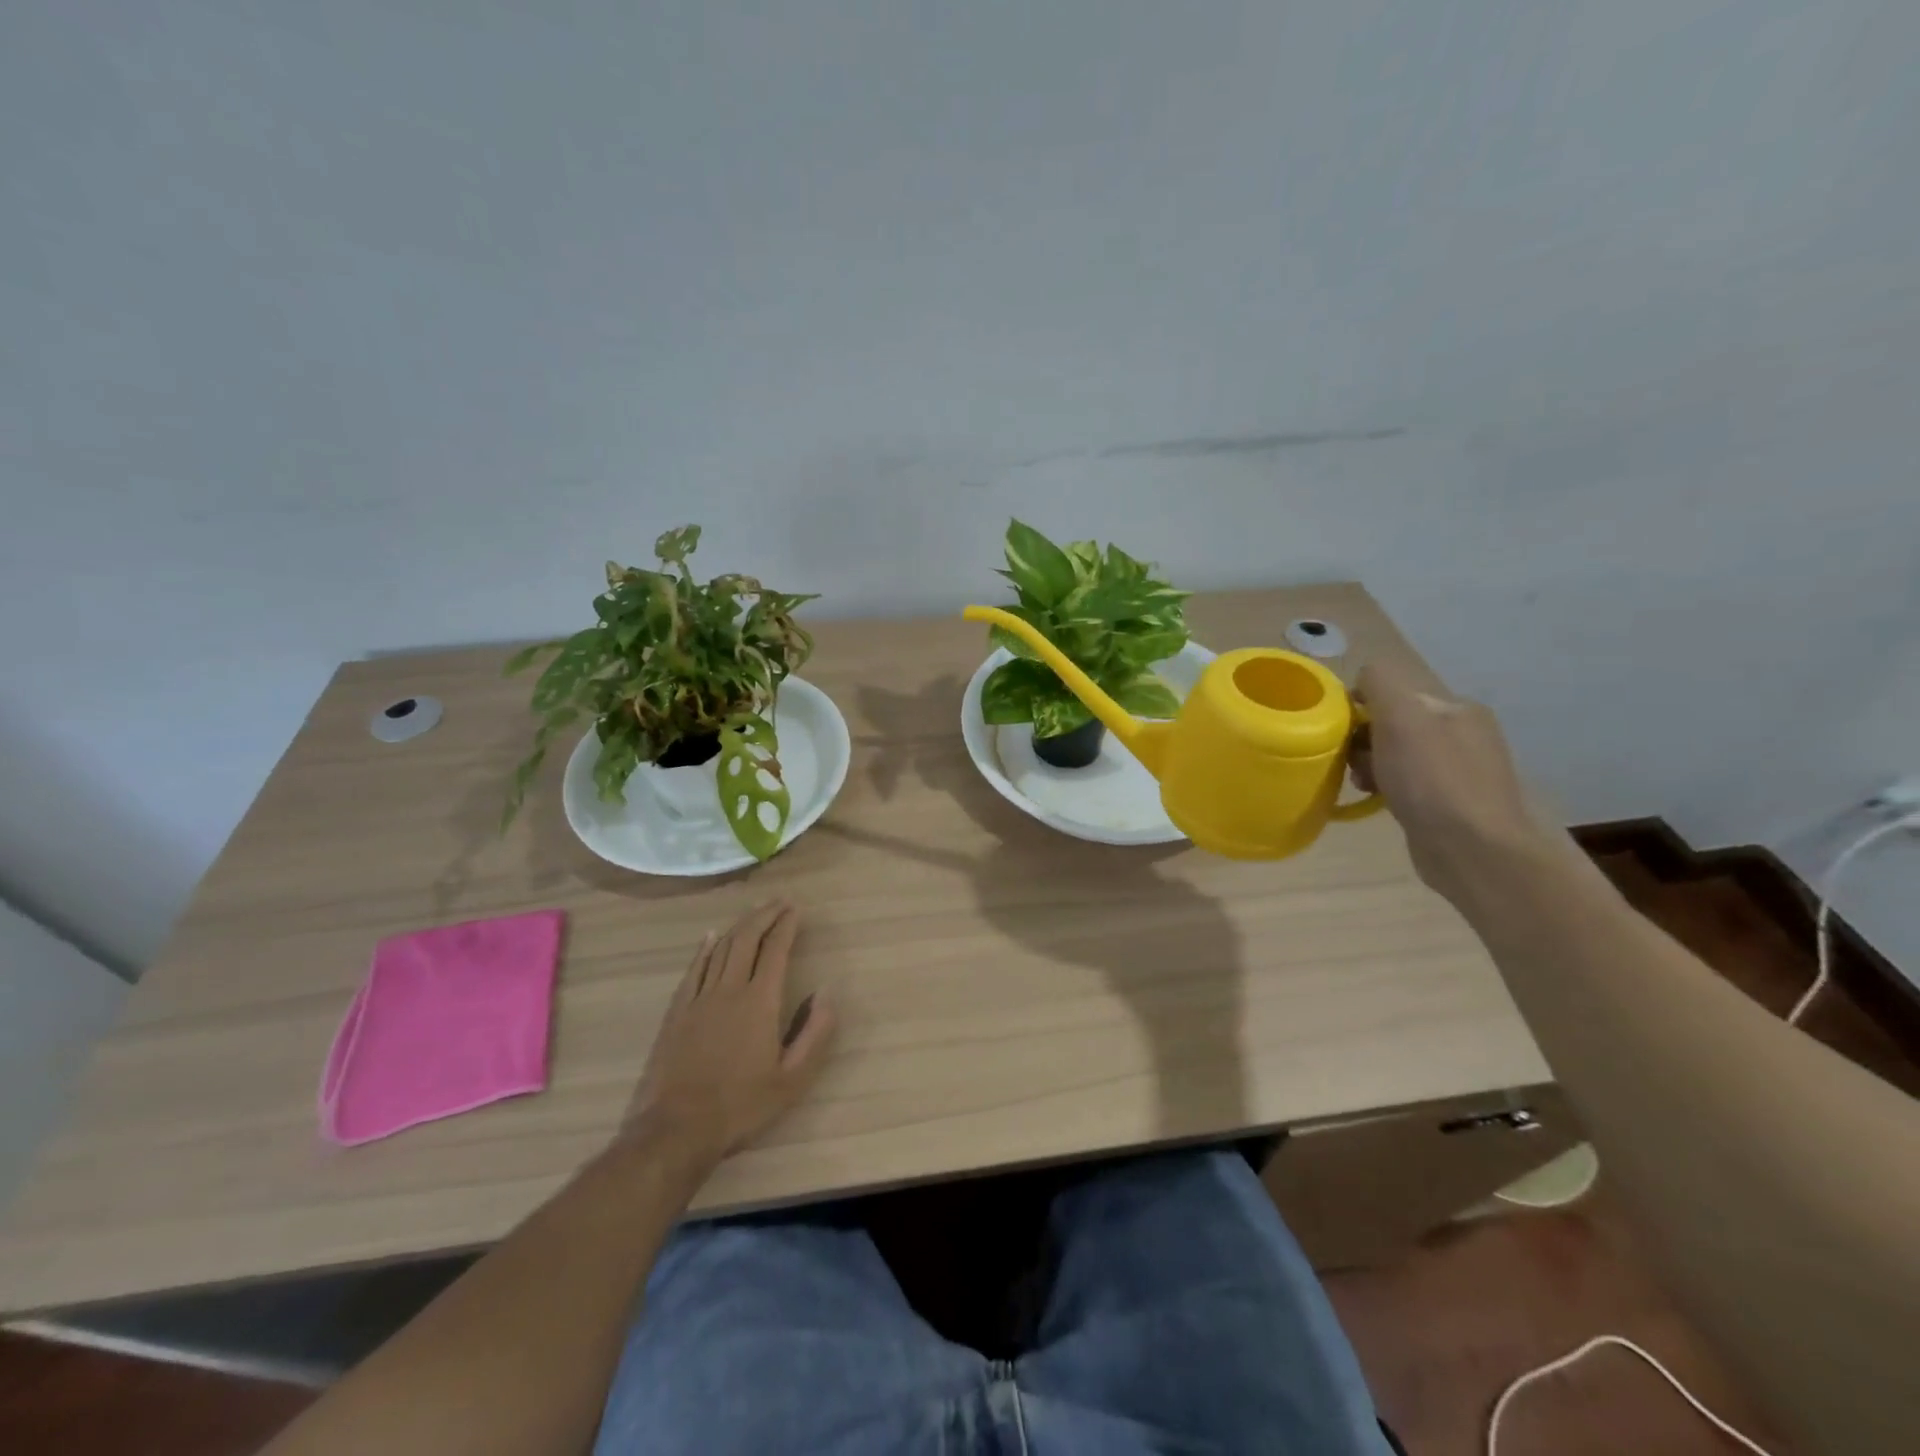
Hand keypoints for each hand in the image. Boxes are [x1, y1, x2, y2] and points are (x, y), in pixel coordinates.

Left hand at [624, 901, 835, 1166]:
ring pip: (720, 949)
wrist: (676, 1129)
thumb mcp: (792, 1079)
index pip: (776, 950)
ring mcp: (699, 998)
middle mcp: (729, 989)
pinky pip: (693, 969)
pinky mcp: (677, 1012)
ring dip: (739, 926)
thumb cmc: (741, 1105)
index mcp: (760, 1002)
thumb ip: (815, 1033)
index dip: (787, 926)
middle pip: (747, 939)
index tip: (796, 909)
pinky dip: (704, 948)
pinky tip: (709, 937)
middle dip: (764, 915)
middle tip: (779, 901)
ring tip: (753, 912)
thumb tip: (826, 991)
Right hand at [1350, 658, 1550, 900]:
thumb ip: (1379, 684)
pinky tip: (1378, 801)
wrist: (1475, 850)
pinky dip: (1387, 789)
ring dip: (1371, 766)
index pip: (1393, 692)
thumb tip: (1362, 682)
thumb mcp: (1400, 716)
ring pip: (1397, 756)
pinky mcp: (1450, 805)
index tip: (1342, 733)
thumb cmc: (1432, 779)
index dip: (1361, 708)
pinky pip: (1406, 784)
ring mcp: (1459, 771)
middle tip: (1351, 764)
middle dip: (1364, 740)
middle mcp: (1462, 733)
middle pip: (1393, 724)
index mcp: (1455, 708)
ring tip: (1364, 786)